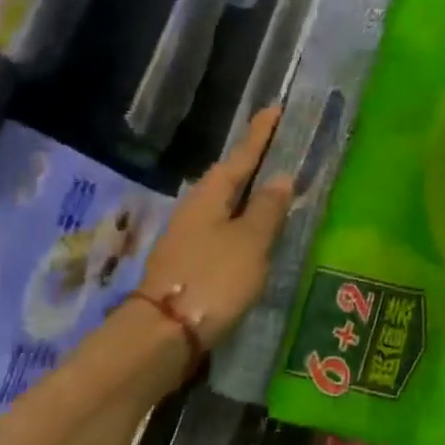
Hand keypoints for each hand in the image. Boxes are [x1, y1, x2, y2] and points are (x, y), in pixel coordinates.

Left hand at [137, 108, 296, 350]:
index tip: (275, 109)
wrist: (163, 335)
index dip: (260, 135)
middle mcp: (196, 209)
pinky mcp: (190, 264)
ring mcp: (189, 238)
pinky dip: (244, 223)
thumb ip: (268, 209)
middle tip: (281, 147)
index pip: (241, 156)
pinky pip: (224, 230)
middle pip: (231, 178)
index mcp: (210, 195)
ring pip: (226, 205)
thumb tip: (280, 178)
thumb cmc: (213, 278)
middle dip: (255, 163)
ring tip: (277, 188)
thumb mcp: (251, 241)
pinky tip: (258, 232)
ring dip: (250, 195)